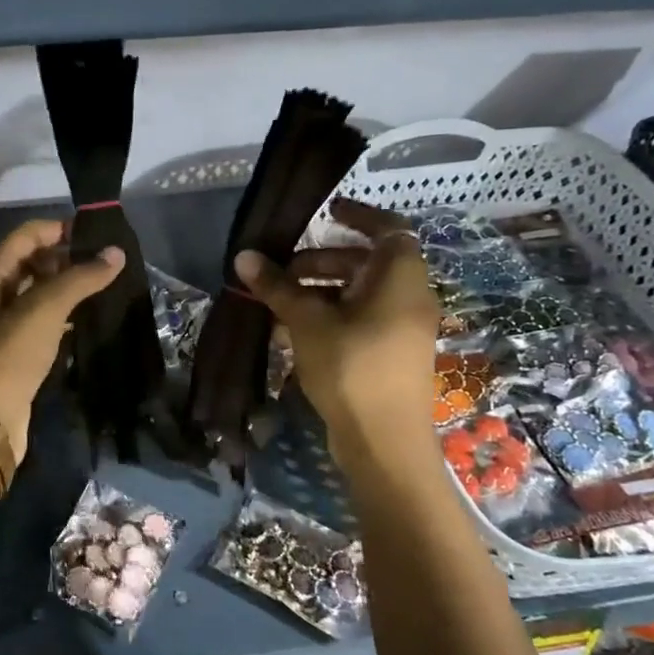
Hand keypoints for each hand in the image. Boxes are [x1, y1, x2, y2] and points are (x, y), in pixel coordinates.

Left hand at [0, 219, 123, 458]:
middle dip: (68, 259)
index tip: (101, 235)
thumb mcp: (43, 309)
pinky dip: (64, 315)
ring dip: (69, 288)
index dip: (62, 230)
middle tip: (110, 262)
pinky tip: (90, 316)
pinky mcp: (15, 352)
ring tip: (109, 285)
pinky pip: (43, 322)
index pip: (28, 235)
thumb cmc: (7, 357)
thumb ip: (80, 278)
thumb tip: (115, 253)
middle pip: (33, 262)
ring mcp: (1, 324)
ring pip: (39, 293)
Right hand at [233, 199, 439, 462]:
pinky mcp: (391, 354)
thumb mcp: (307, 322)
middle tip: (282, 270)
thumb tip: (244, 256)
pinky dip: (331, 315)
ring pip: (360, 294)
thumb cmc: (351, 369)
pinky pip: (361, 319)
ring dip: (321, 290)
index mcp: (400, 279)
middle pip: (367, 262)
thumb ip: (277, 286)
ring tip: (280, 302)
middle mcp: (409, 297)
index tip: (325, 211)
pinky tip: (293, 331)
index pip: (388, 228)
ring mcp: (402, 328)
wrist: (384, 442)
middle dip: (322, 260)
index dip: (359, 215)